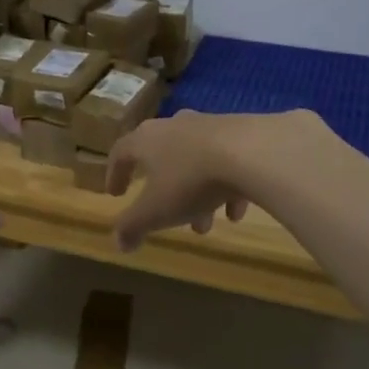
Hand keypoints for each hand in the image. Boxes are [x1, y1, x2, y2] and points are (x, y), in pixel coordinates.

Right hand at [106, 111, 255, 251]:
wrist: (252, 151)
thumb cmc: (191, 180)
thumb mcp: (155, 212)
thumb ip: (133, 227)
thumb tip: (119, 243)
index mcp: (146, 140)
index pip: (121, 153)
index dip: (116, 174)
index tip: (116, 194)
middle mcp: (174, 126)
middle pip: (162, 158)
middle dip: (164, 192)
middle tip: (168, 219)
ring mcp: (209, 125)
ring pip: (195, 162)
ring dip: (196, 194)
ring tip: (206, 224)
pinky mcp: (241, 131)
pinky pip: (226, 160)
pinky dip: (226, 185)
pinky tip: (236, 211)